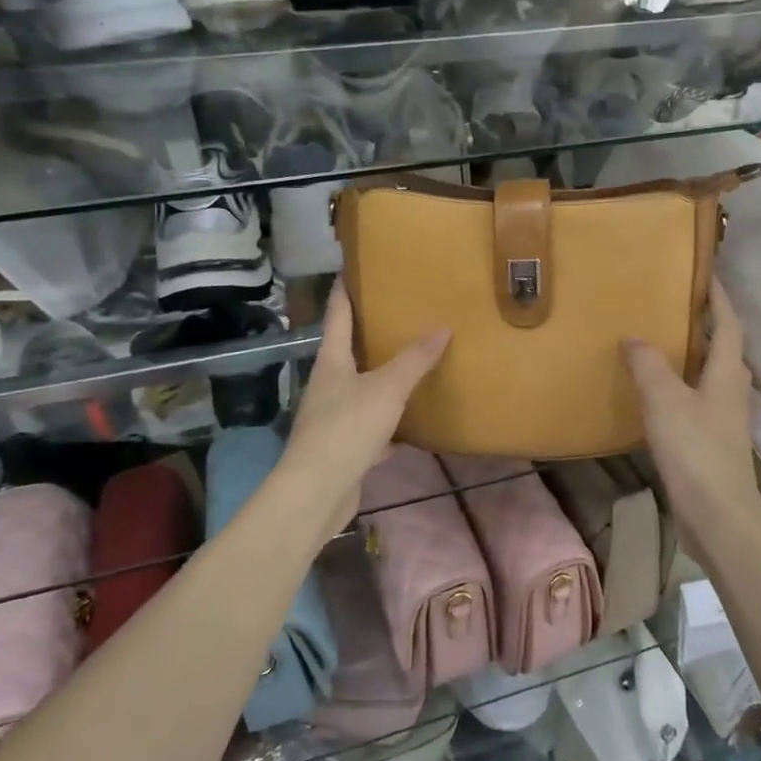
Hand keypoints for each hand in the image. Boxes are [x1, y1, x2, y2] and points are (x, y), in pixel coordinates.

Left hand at [280, 285, 449, 530]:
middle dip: (369, 333)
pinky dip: (390, 423)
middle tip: (398, 313)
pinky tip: (410, 423)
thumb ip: (414, 360)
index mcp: (331, 362)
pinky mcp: (344, 447)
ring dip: (381, 377)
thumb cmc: (347, 428)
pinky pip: (371, 425)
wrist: (317, 492)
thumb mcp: (387, 388)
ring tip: (410, 363)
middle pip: (348, 351)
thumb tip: (443, 327)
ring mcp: (333, 417)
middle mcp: (328, 385)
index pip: (337, 315)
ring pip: (361, 389)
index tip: (352, 268)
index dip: (344, 290)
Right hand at [622, 281, 758, 534]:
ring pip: (711, 375)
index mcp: (727, 373)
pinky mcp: (715, 442)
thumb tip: (634, 337)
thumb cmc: (695, 451)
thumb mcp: (665, 400)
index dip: (719, 297)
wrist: (719, 517)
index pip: (728, 323)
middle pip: (723, 348)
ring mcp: (727, 418)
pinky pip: (700, 400)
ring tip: (662, 344)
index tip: (706, 273)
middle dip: (706, 324)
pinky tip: (660, 394)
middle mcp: (733, 390)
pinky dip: (683, 386)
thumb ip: (648, 365)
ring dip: (693, 356)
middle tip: (675, 306)